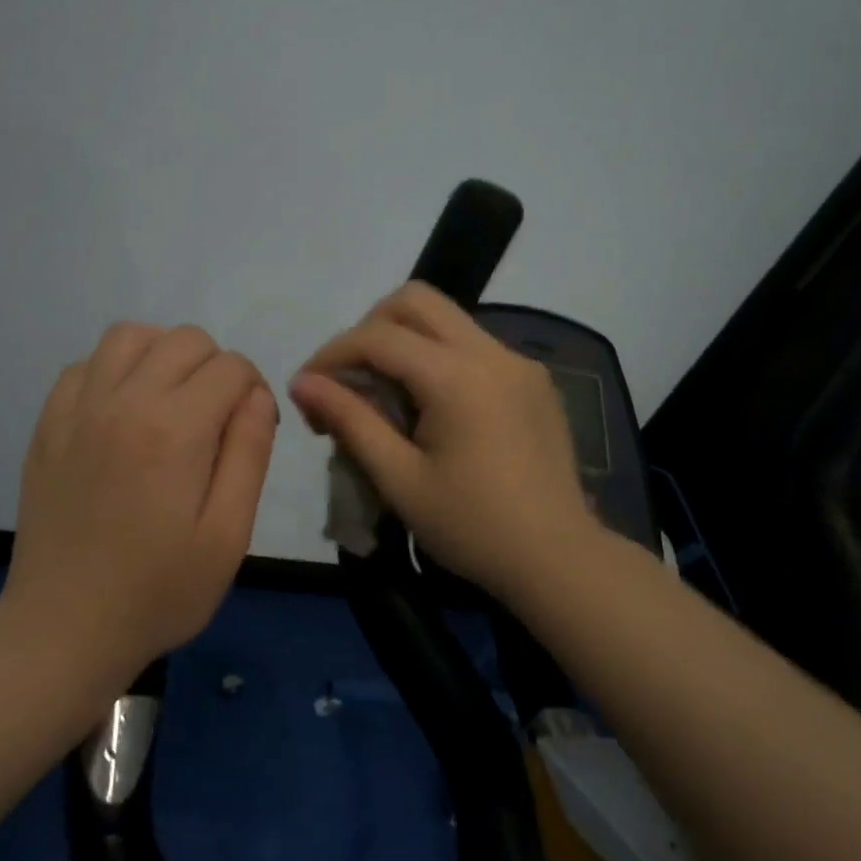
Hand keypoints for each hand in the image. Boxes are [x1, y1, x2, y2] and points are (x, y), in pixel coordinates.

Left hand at [3, 323, 277, 679]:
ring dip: (163, 356)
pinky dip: (113, 372)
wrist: (64, 628)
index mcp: (174, 429)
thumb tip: (256, 396)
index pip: (230, 367)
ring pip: (130, 336)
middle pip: (184, 340)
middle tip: (216, 422)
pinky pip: (84, 366)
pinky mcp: (48, 426)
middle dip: (216, 369)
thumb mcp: (228, 535)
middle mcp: (123, 401)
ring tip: (171, 404)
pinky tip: (123, 414)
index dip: (254, 391)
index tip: (251, 431)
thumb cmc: (159, 591)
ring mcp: (78, 410)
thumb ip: (249, 454)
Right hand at [289, 282, 597, 604]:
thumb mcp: (399, 479)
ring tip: (384, 396)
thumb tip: (302, 383)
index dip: (331, 354)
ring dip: (404, 341)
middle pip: (416, 301)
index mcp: (457, 377)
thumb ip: (350, 420)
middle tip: (349, 378)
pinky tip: (429, 408)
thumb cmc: (472, 528)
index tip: (307, 388)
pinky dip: (438, 358)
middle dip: (369, 328)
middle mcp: (492, 352)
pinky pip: (474, 346)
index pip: (378, 337)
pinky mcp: (534, 380)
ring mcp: (519, 363)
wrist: (558, 559)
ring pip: (447, 319)